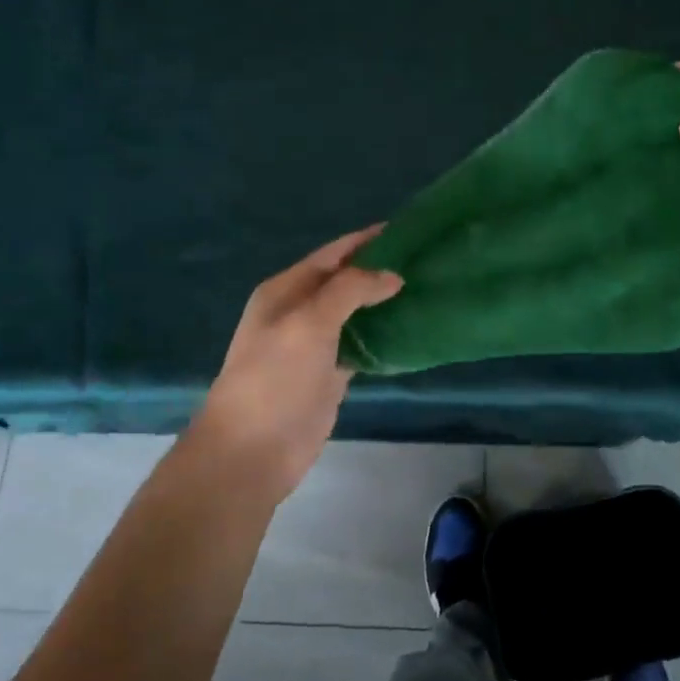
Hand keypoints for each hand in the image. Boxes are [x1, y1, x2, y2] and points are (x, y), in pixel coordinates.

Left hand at [193, 226, 403, 501]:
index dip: (367, 240)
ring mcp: (316, 345)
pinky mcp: (330, 375)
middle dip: (381, 269)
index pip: (333, 254)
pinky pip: (361, 345)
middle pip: (346, 281)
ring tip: (428, 288)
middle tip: (427, 260)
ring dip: (385, 302)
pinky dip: (384, 335)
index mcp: (286, 290)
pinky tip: (412, 328)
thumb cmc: (274, 378)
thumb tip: (392, 276)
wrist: (252, 450)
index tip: (408, 230)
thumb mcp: (309, 322)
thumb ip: (350, 290)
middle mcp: (299, 312)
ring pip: (356, 313)